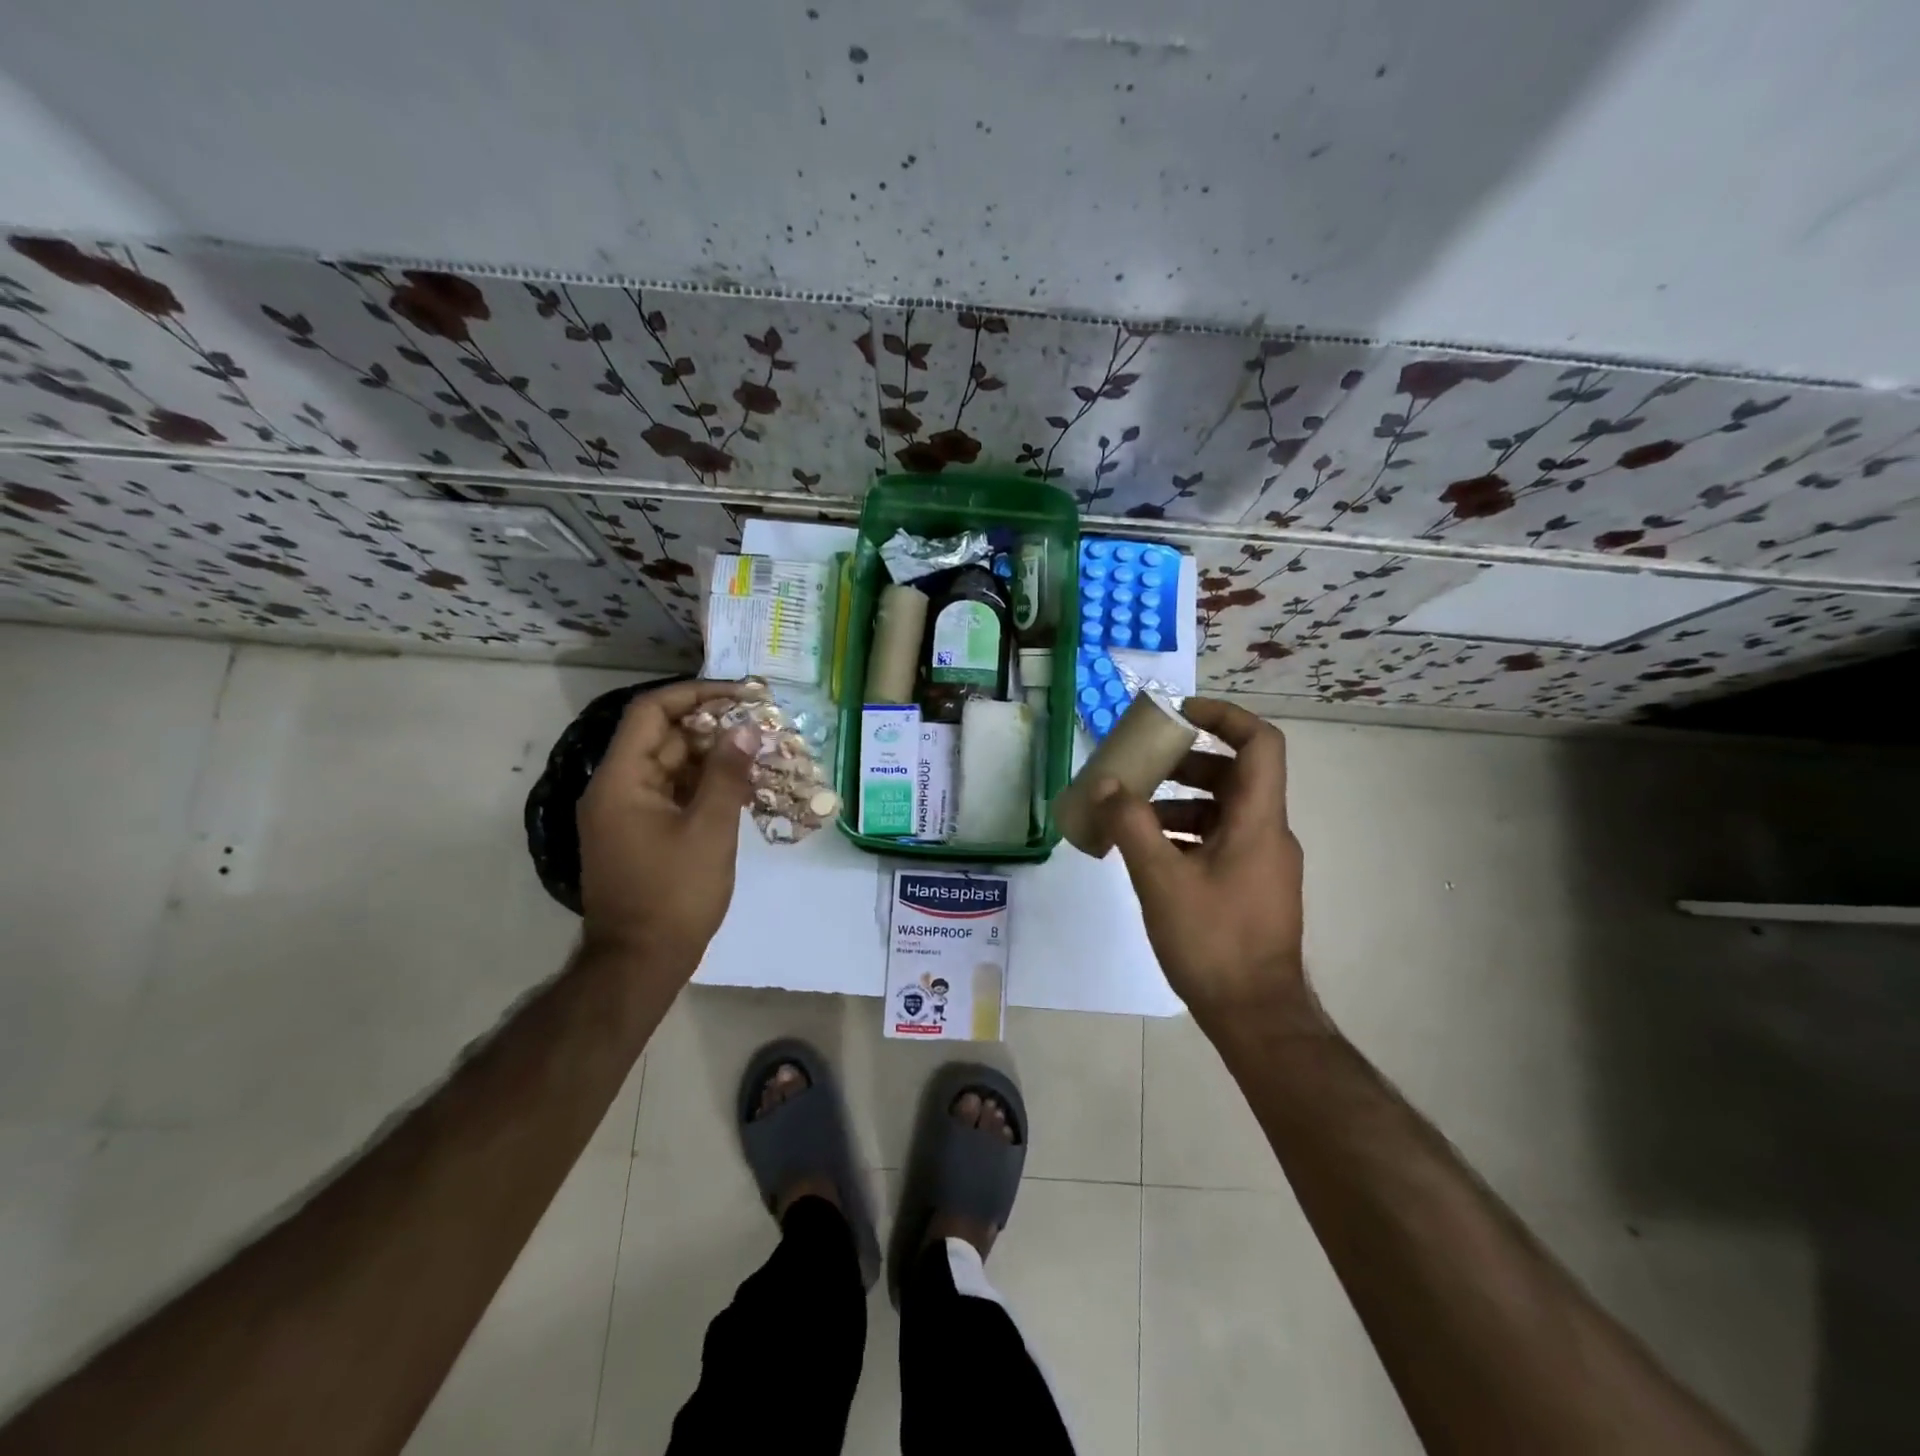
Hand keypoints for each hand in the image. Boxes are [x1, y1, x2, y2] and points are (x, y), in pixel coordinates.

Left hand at [576, 679, 757, 970]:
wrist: (640, 963)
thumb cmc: (674, 895)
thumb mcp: (709, 831)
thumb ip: (728, 775)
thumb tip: (746, 731)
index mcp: (621, 780)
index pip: (653, 712)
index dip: (697, 694)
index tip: (742, 696)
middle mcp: (617, 788)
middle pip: (664, 738)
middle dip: (714, 728)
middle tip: (761, 726)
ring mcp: (627, 813)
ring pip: (673, 767)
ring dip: (714, 758)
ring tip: (760, 755)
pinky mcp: (641, 834)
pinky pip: (674, 794)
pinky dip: (705, 786)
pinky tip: (743, 788)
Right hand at [1095, 699, 1321, 1033]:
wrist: (1255, 1016)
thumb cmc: (1213, 941)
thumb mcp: (1161, 879)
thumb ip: (1131, 825)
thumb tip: (1106, 784)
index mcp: (1258, 821)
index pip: (1260, 744)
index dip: (1224, 716)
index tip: (1179, 715)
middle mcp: (1268, 834)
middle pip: (1234, 774)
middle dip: (1186, 763)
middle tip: (1143, 767)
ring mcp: (1262, 863)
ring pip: (1223, 811)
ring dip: (1179, 803)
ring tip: (1131, 816)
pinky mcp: (1251, 887)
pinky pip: (1219, 841)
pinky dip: (1185, 835)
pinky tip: (1147, 855)